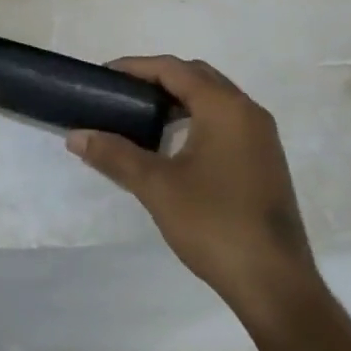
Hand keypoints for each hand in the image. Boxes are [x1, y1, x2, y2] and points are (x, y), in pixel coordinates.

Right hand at [66, 57, 322, 328]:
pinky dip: (195, 119)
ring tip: (142, 116)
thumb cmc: (214, 223)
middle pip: (198, 77)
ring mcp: (262, 138)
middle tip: (121, 93)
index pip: (175, 69)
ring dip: (178, 100)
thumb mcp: (156, 186)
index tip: (104, 76)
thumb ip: (114, 155)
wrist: (274, 283)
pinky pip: (225, 122)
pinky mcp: (264, 162)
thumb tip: (76, 136)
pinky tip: (173, 146)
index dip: (136, 67)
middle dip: (158, 79)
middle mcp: (249, 113)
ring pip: (214, 100)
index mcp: (226, 108)